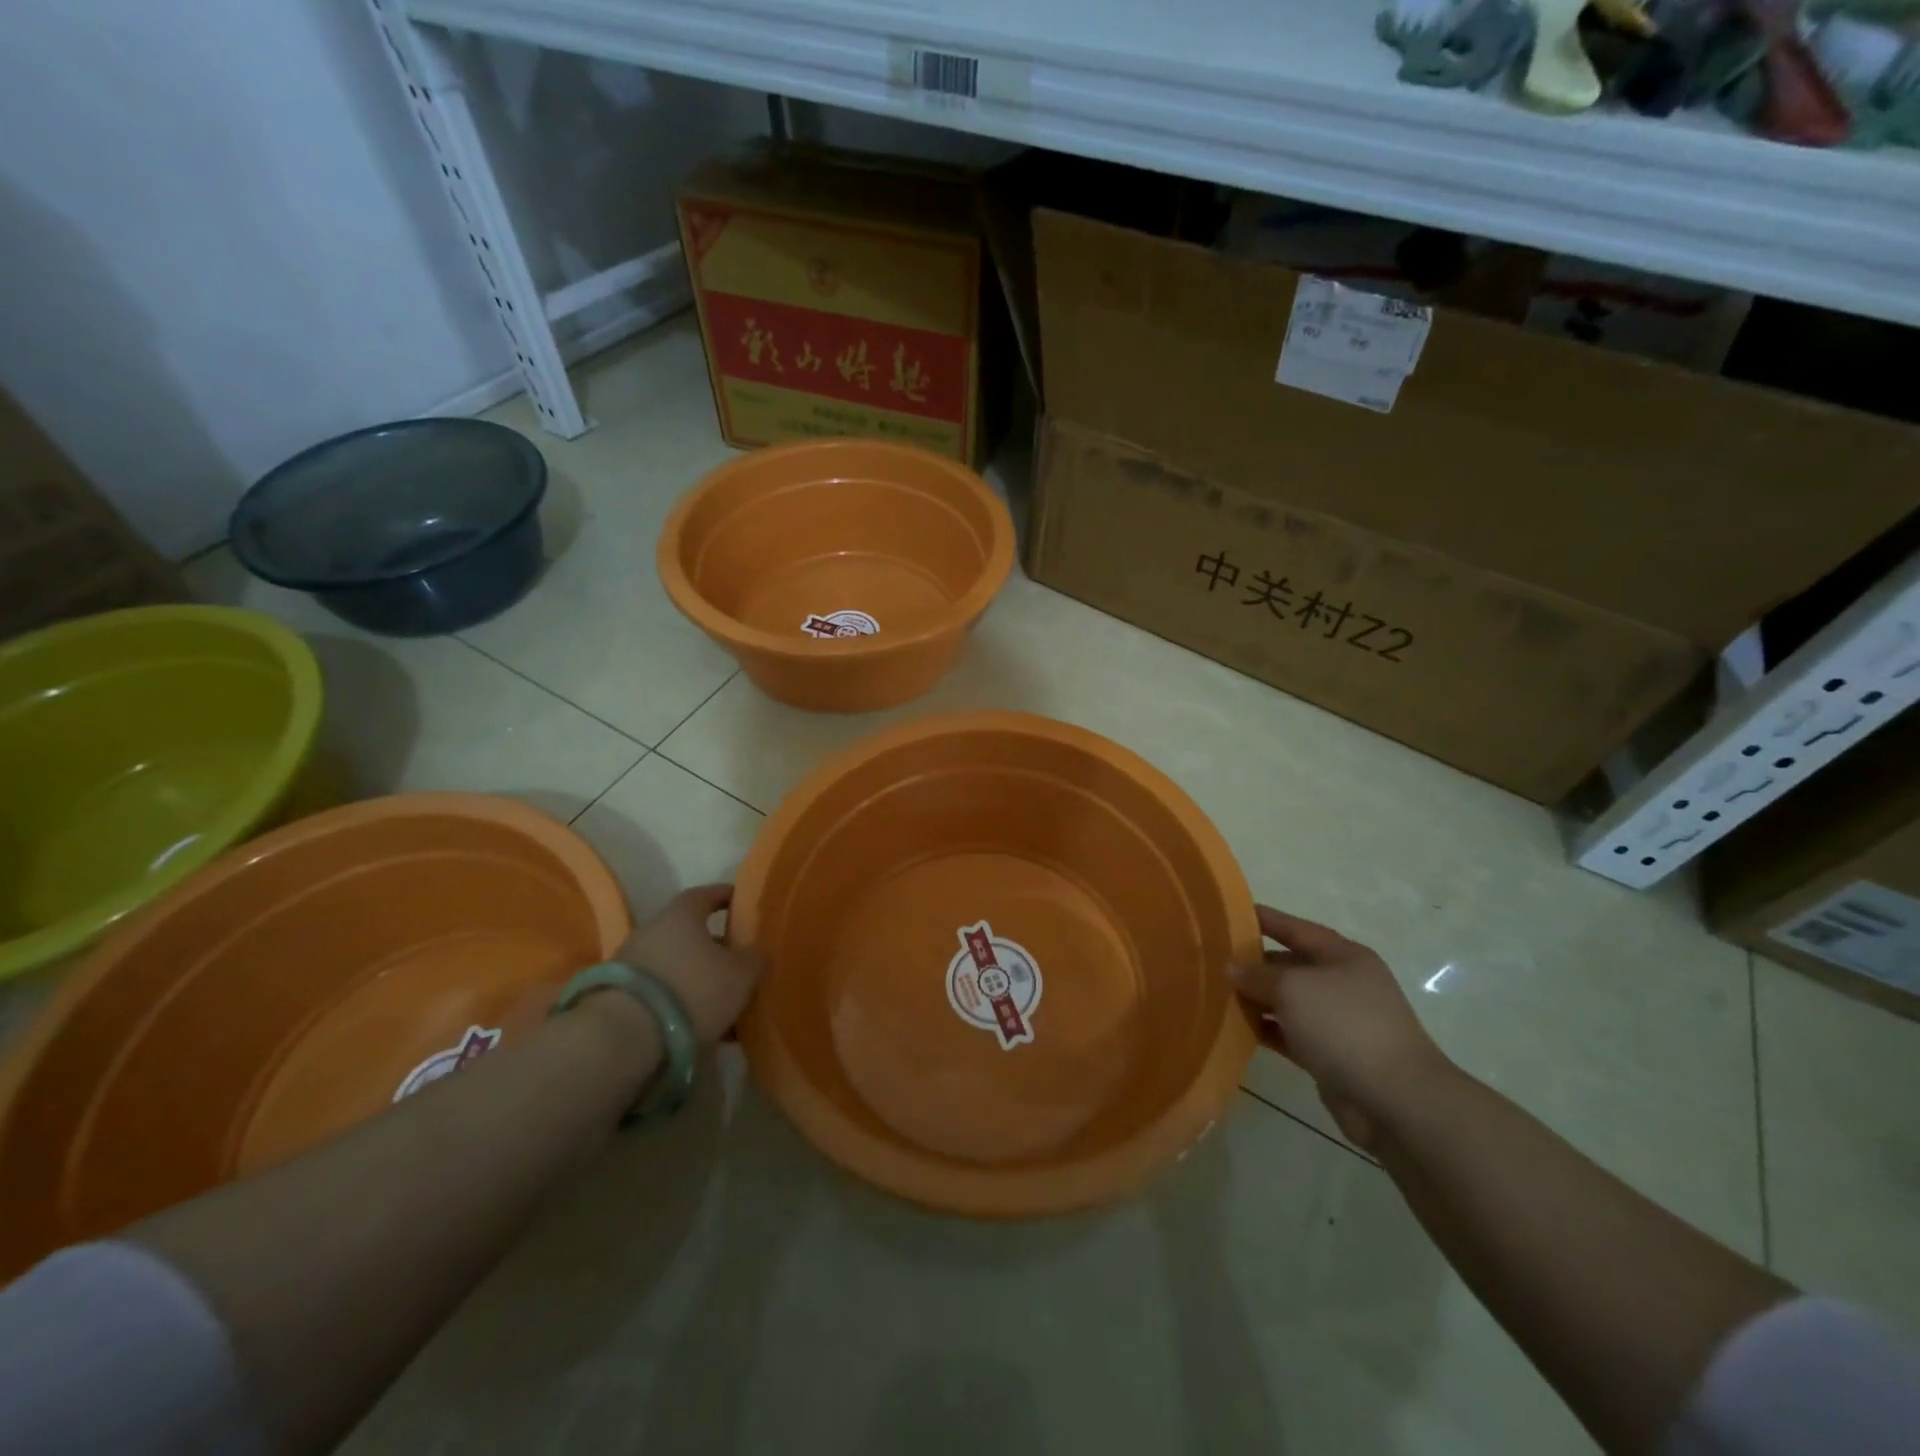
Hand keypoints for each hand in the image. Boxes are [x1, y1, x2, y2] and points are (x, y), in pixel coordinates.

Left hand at [619, 884, 764, 1044]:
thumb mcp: (741, 975)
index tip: (741, 902)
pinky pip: (658, 991)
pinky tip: (695, 1022)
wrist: (623, 1037)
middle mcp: (652, 930)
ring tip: (719, 999)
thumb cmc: (692, 990)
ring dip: (694, 976)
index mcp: (682, 914)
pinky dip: (677, 1000)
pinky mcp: (616, 996)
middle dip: (713, 944)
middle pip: (688, 931)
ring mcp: (629, 963)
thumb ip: (754, 959)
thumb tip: (756, 953)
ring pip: (673, 963)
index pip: (706, 894)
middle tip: (737, 960)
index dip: (726, 896)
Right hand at [1230, 905, 1450, 1149]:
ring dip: (1257, 999)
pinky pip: (1291, 1034)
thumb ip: (1258, 974)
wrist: (1395, 1099)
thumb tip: (1233, 968)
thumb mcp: (1293, 988)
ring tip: (1217, 994)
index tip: (1229, 913)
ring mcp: (1339, 1022)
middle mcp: (1343, 984)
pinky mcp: (1332, 1055)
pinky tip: (1237, 1029)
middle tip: (1213, 961)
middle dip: (1255, 963)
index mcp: (1343, 956)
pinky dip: (1267, 1030)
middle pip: (1291, 965)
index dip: (1265, 919)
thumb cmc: (1344, 1025)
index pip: (1296, 929)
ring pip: (1289, 1002)